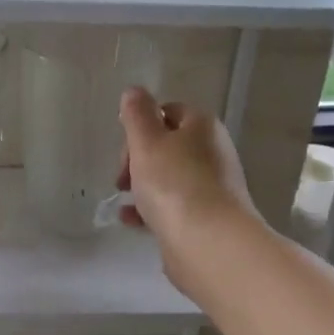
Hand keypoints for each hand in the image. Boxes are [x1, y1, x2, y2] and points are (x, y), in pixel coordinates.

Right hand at [117, 88, 259, 289]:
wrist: (208, 242)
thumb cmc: (174, 184)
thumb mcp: (147, 142)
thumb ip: (137, 115)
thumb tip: (134, 91)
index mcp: (202, 126)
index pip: (168, 112)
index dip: (141, 127)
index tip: (124, 149)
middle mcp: (212, 152)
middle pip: (167, 146)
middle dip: (138, 160)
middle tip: (121, 179)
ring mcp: (212, 187)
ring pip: (169, 178)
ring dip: (142, 187)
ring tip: (123, 201)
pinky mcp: (206, 217)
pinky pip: (173, 206)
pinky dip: (151, 210)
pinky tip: (133, 221)